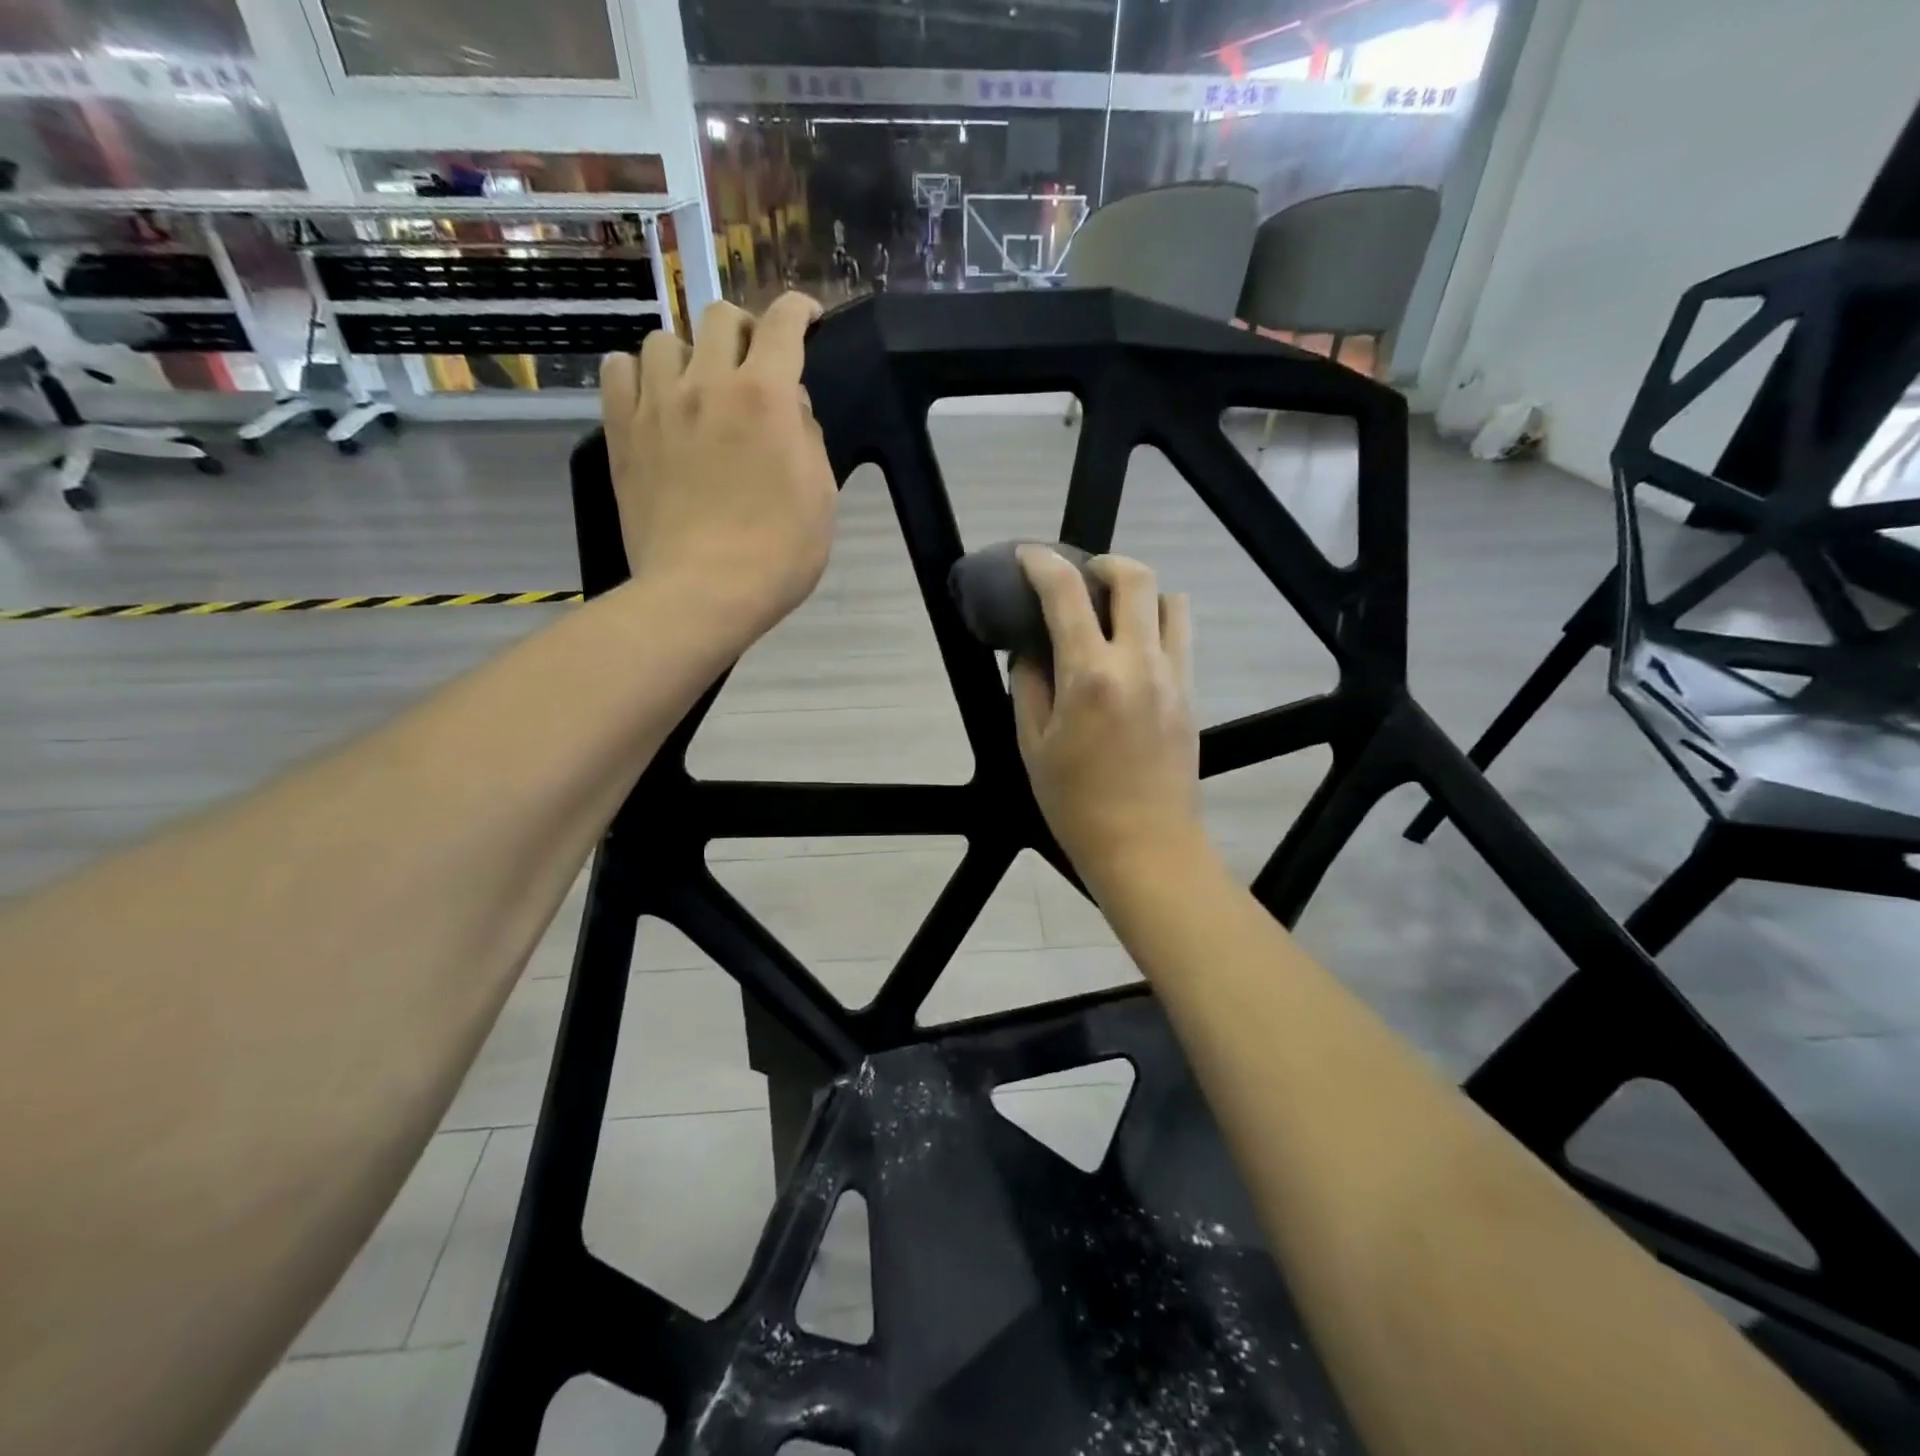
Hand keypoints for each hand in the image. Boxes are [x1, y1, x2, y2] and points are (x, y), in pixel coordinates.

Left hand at [599, 293, 835, 634]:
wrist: (702, 593)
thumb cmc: (778, 554)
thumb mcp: (821, 497)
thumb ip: (808, 436)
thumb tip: (791, 405)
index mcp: (765, 396)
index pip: (783, 324)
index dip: (800, 310)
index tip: (808, 319)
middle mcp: (708, 384)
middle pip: (719, 316)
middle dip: (745, 330)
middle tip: (754, 364)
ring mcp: (657, 405)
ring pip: (664, 339)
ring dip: (689, 353)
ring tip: (698, 387)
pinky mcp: (622, 432)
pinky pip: (617, 370)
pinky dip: (638, 372)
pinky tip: (653, 398)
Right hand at [1009, 548, 1205, 889]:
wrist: (1146, 847)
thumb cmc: (1076, 804)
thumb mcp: (1032, 746)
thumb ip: (1028, 686)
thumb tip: (1031, 652)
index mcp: (1090, 676)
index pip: (1066, 594)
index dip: (1043, 564)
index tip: (1028, 556)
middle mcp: (1139, 663)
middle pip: (1135, 578)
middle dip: (1104, 562)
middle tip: (1082, 576)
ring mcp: (1174, 677)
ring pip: (1171, 602)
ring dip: (1141, 593)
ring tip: (1115, 613)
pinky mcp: (1192, 695)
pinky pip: (1181, 638)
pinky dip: (1158, 624)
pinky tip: (1134, 651)